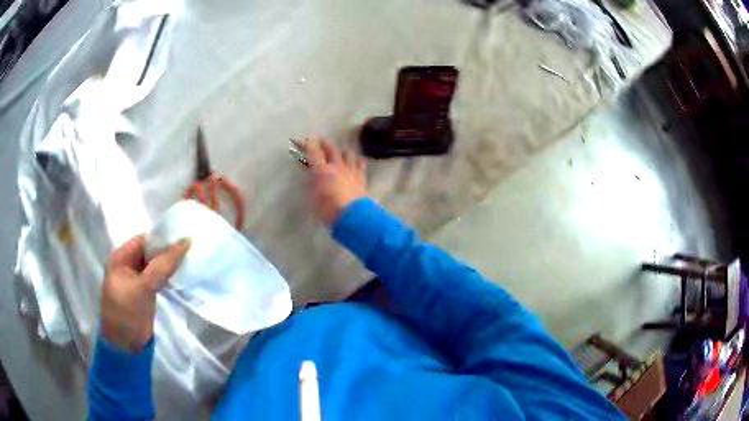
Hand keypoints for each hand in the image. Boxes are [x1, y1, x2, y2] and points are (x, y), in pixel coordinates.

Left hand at [101, 234, 189, 351]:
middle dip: (168, 250)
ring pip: (157, 265)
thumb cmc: (126, 314)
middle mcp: (129, 265)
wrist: (125, 347)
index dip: (162, 238)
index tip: (184, 238)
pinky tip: (183, 274)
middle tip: (191, 249)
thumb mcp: (142, 288)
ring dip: (170, 264)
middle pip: (150, 251)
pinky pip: (159, 278)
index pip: (144, 240)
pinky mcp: (147, 292)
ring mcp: (138, 280)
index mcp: (121, 258)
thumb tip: (185, 243)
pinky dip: (170, 275)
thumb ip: (162, 267)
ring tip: (191, 260)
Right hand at [306, 140, 367, 225]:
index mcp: (322, 171)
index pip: (314, 153)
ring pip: (348, 154)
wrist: (353, 216)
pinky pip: (360, 164)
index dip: (308, 145)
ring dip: (342, 150)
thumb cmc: (328, 210)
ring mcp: (351, 170)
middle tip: (321, 141)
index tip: (304, 142)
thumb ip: (313, 184)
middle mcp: (337, 166)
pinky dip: (357, 160)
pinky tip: (357, 160)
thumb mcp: (314, 198)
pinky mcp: (361, 177)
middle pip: (332, 149)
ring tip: (340, 150)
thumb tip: (312, 175)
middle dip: (325, 143)